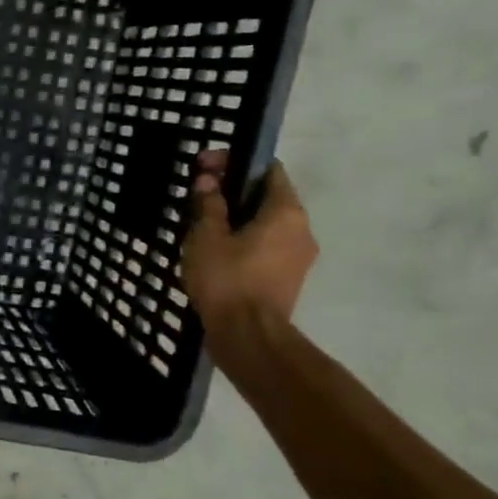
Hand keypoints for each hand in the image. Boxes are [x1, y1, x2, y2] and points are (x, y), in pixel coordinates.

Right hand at [181, 148, 316, 337]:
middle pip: (266, 196)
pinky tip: (214, 250)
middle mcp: (301, 229)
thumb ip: (209, 204)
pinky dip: (242, 240)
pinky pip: (265, 246)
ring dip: (235, 218)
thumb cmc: (227, 279)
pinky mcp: (287, 278)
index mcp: (286, 211)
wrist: (248, 337)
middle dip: (231, 191)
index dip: (234, 161)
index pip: (267, 168)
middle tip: (197, 196)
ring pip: (265, 223)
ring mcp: (298, 256)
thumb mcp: (207, 236)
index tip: (203, 167)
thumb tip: (208, 182)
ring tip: (200, 224)